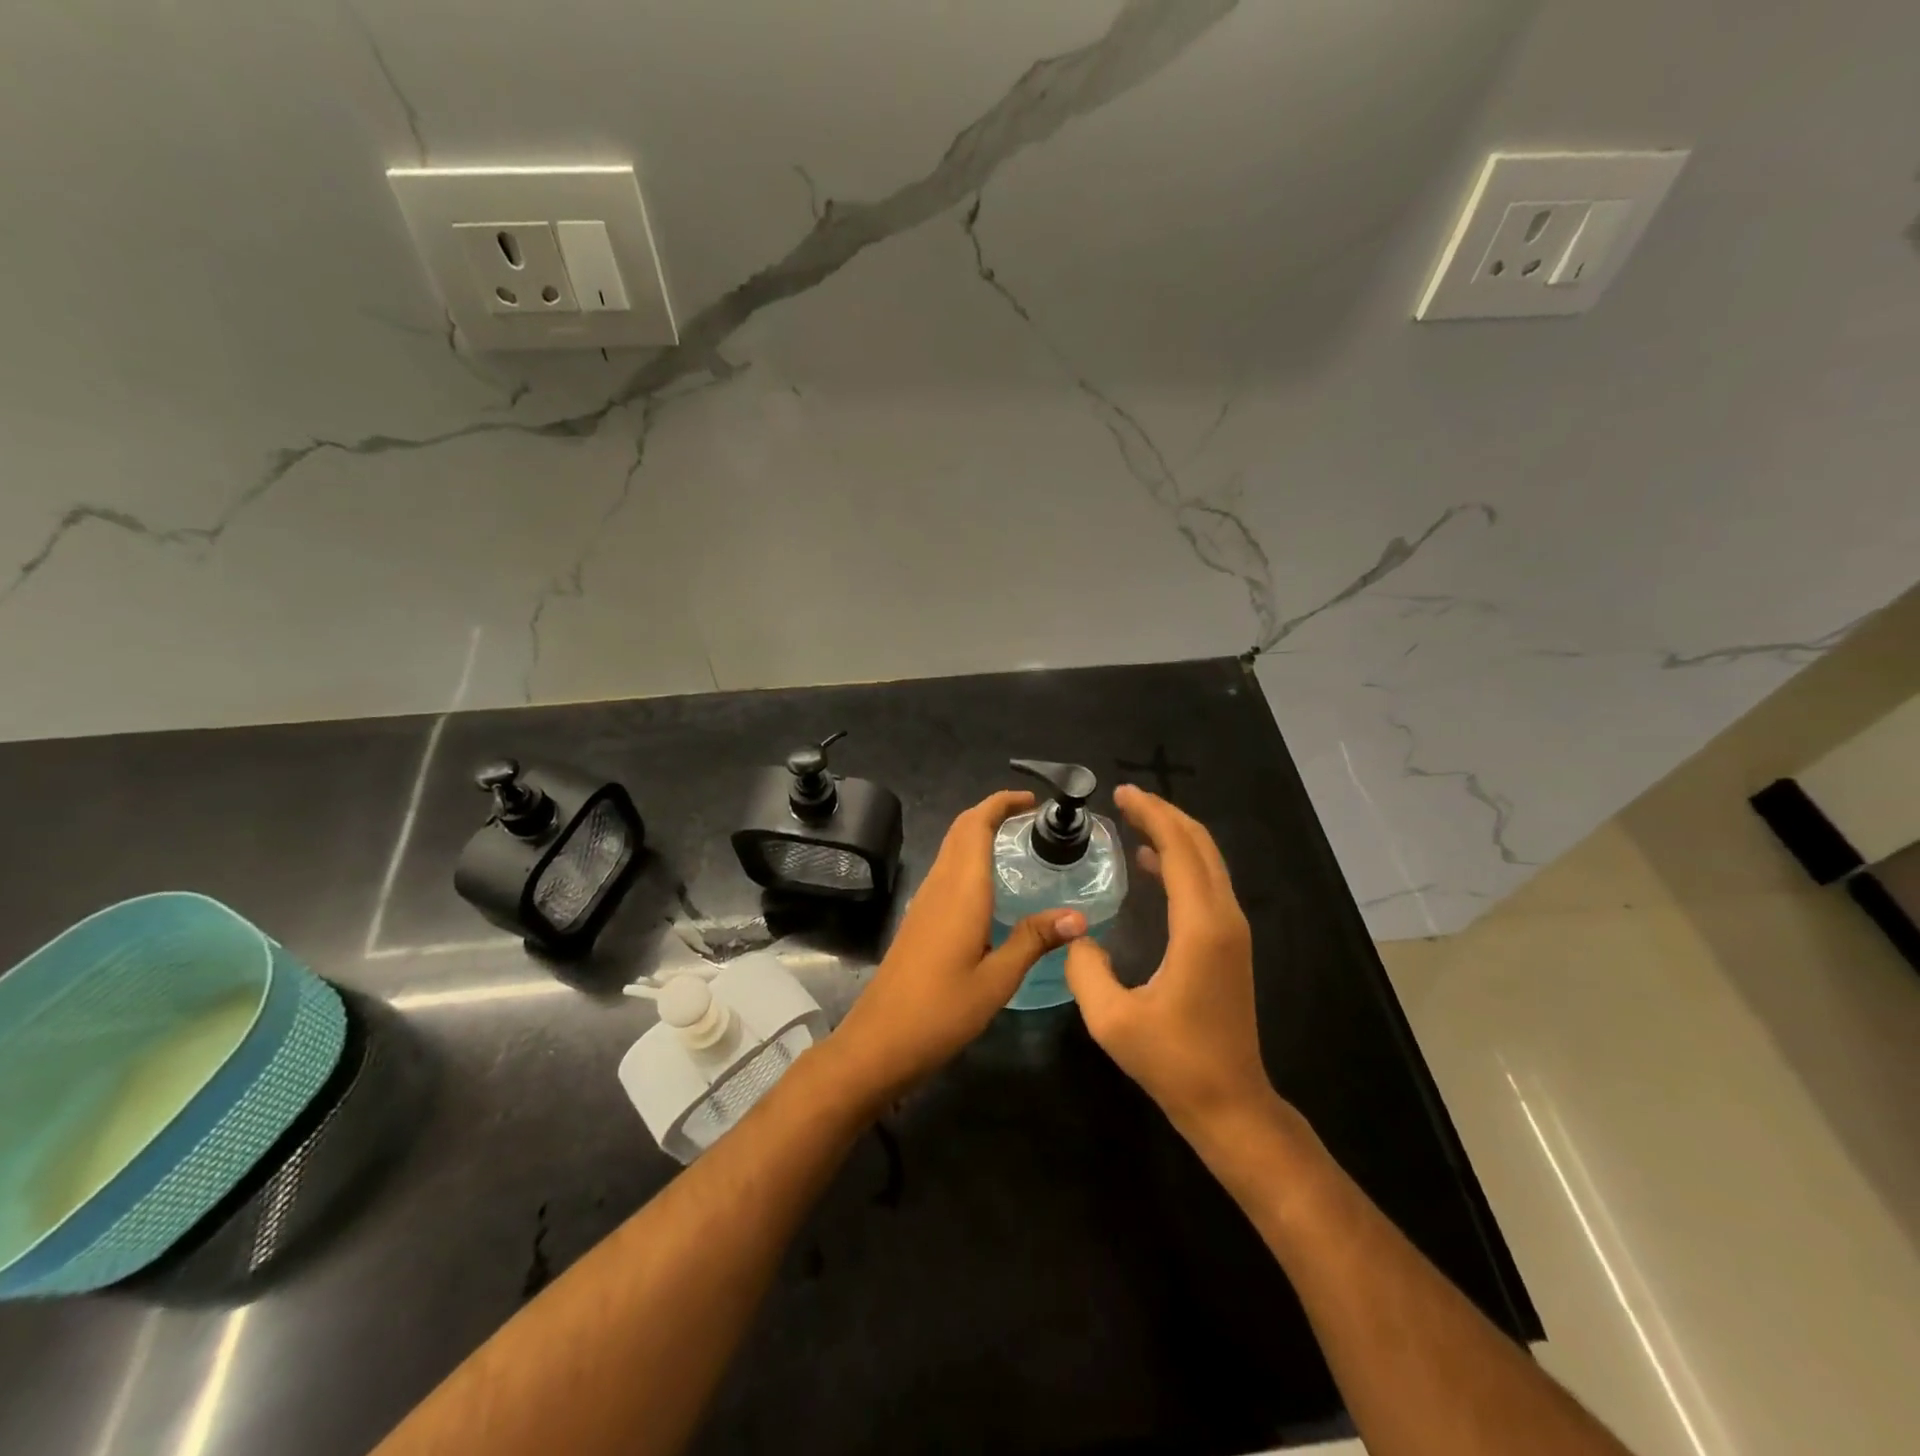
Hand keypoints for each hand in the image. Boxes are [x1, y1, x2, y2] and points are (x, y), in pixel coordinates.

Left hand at [829, 790, 1086, 1105]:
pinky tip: (991, 888)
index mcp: (961, 890)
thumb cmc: (941, 1011)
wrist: (880, 1042)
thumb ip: (1034, 940)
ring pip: (951, 849)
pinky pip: (946, 872)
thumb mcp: (998, 979)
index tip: (1032, 800)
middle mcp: (939, 886)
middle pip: (961, 830)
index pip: (976, 825)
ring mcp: (924, 901)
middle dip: (992, 812)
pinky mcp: (919, 919)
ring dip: (979, 834)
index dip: (1001, 803)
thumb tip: (1079, 916)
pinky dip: (970, 860)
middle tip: (1031, 819)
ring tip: (1018, 845)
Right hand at [1064, 785, 1274, 1138]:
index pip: (1179, 849)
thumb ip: (1084, 968)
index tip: (1121, 793)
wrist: (1230, 1103)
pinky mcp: (1229, 944)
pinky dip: (1180, 861)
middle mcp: (1224, 918)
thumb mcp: (1112, 1020)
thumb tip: (1075, 933)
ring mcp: (1232, 931)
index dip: (1151, 815)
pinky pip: (1207, 883)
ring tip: (1133, 820)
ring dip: (1173, 834)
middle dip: (1164, 814)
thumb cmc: (1173, 1062)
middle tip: (1125, 798)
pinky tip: (1150, 864)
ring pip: (1207, 862)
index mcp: (1200, 927)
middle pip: (1200, 845)